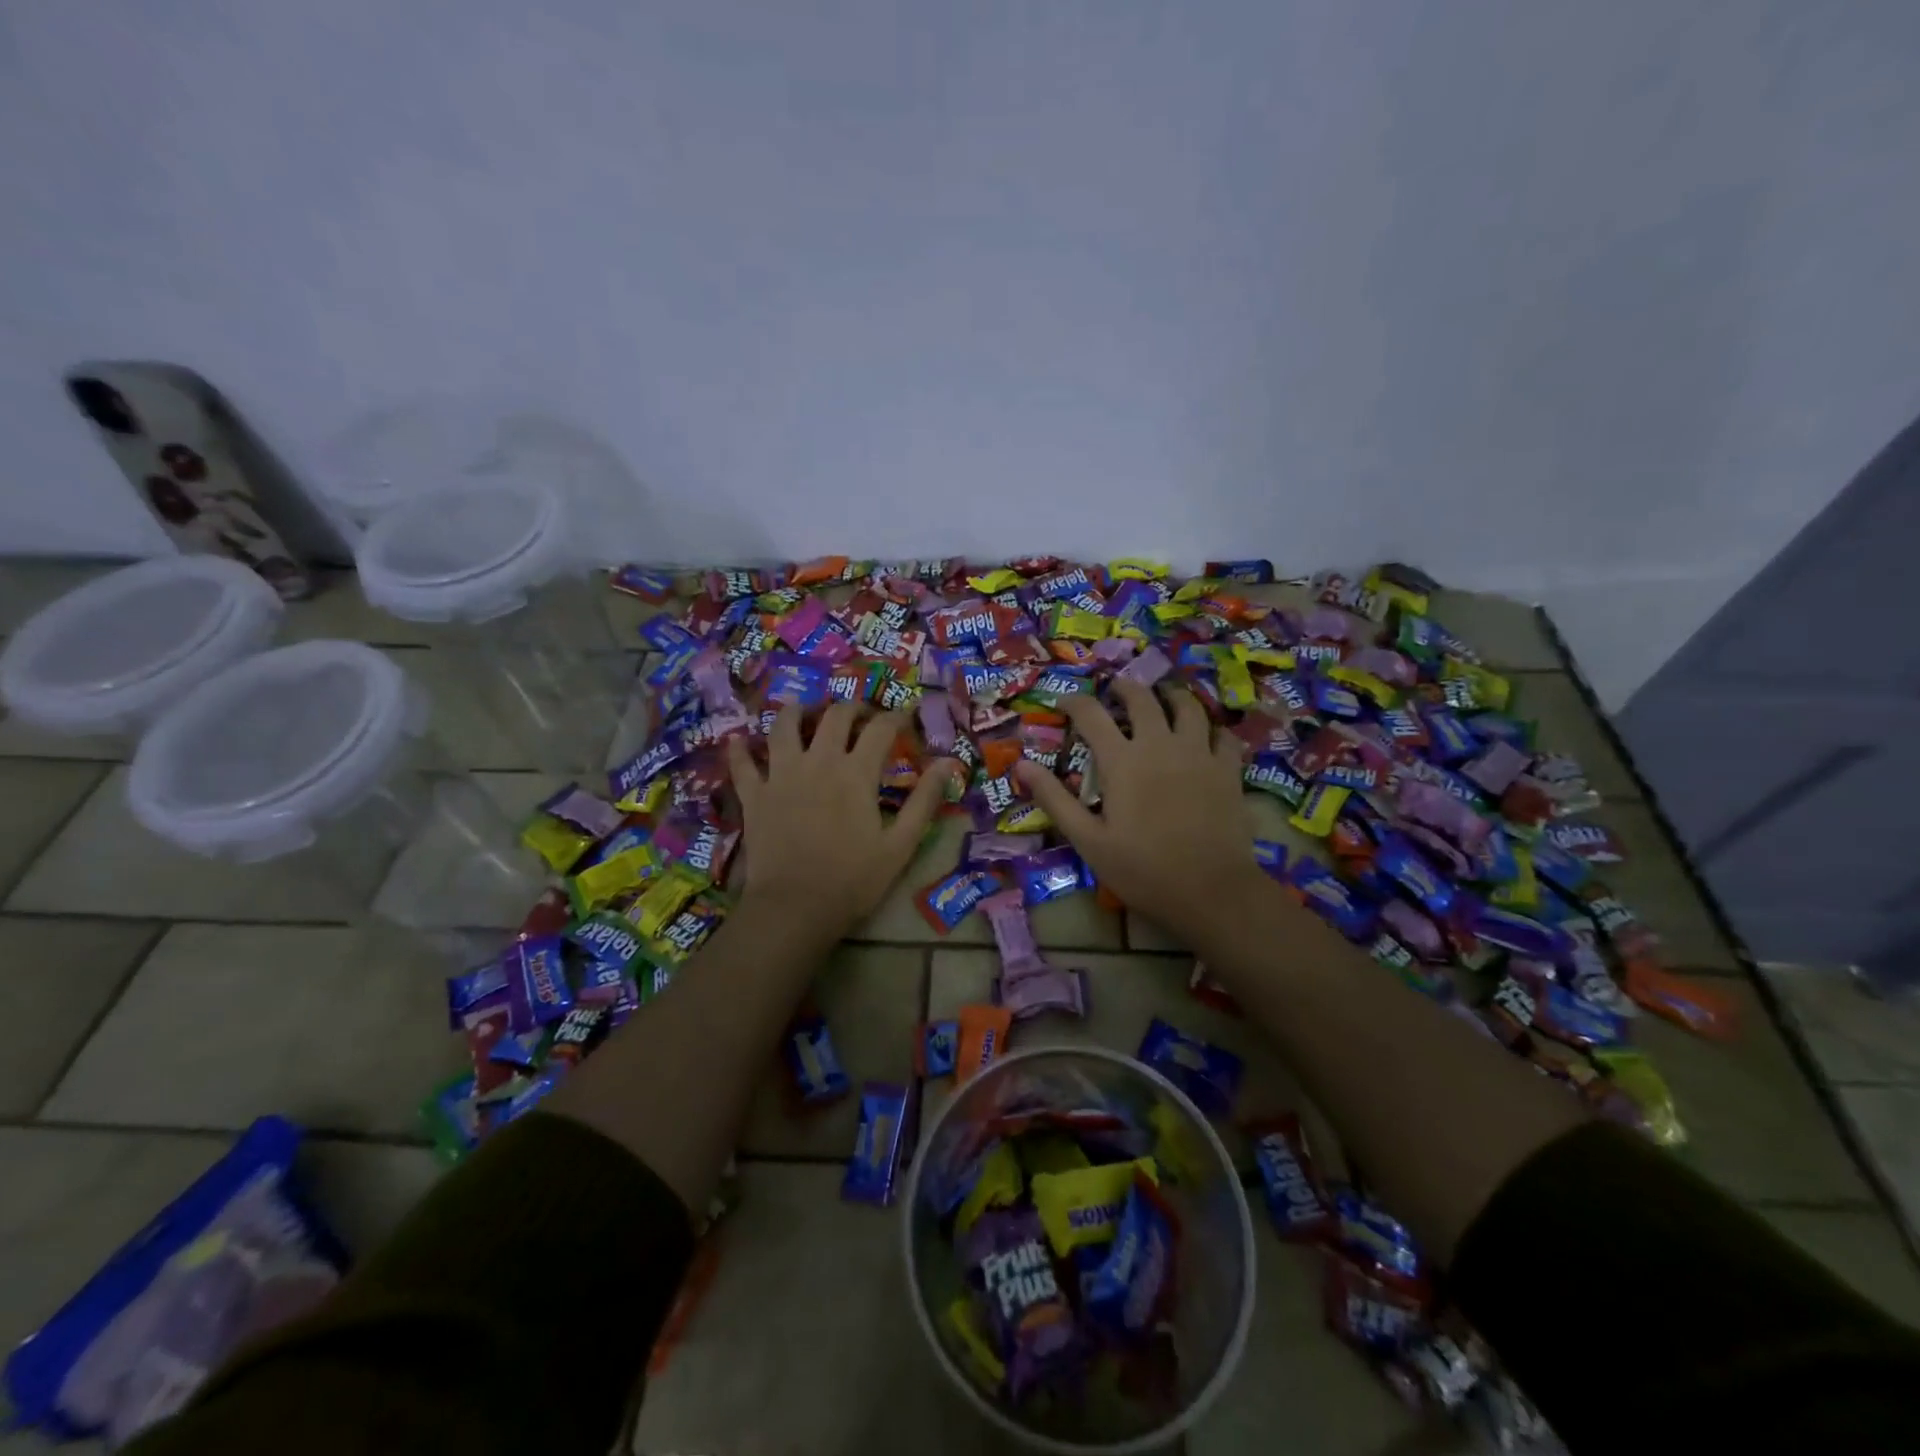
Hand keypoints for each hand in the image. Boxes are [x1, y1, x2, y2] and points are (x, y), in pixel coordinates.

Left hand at [726, 703, 956, 941]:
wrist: (794, 908)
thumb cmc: (853, 879)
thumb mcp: (901, 844)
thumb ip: (925, 800)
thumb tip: (948, 763)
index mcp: (856, 773)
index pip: (881, 729)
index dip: (897, 717)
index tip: (906, 718)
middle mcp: (818, 761)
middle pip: (835, 716)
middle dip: (852, 708)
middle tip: (861, 716)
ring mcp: (780, 775)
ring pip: (784, 726)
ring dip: (797, 712)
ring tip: (806, 711)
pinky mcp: (754, 795)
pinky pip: (742, 763)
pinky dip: (740, 749)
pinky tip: (740, 740)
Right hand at [1015, 680, 1266, 945]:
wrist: (1211, 891)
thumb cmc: (1142, 869)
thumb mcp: (1088, 840)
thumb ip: (1055, 799)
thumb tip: (1021, 765)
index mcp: (1122, 761)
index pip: (1092, 715)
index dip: (1075, 703)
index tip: (1065, 702)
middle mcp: (1160, 745)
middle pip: (1142, 699)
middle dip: (1125, 687)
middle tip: (1116, 688)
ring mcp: (1199, 754)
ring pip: (1188, 707)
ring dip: (1171, 696)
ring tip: (1163, 698)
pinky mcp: (1228, 770)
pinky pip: (1223, 736)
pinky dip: (1212, 729)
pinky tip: (1207, 735)